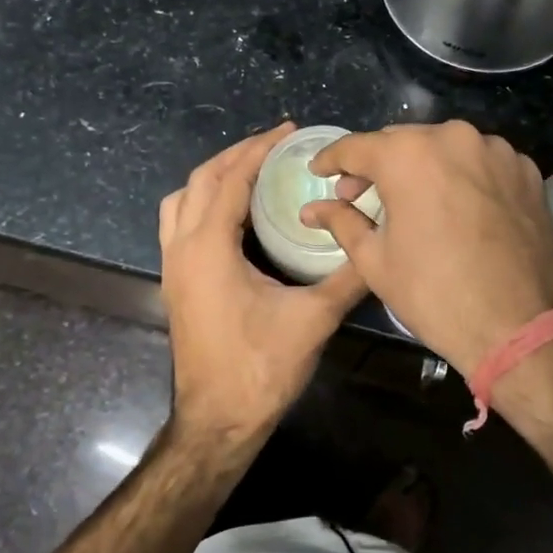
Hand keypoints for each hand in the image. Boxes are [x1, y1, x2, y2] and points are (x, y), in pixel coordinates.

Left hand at [159, 124, 367, 442]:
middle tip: (275, 145)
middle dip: (236, 155)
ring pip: (181, 200)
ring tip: (252, 171)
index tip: (288, 131)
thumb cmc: (260, 368)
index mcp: (208, 247)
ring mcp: (172, 266)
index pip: (230, 178)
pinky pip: (179, 223)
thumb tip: (380, 246)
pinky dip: (203, 202)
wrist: (217, 422)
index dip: (259, 149)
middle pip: (200, 180)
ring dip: (214, 177)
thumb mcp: (313, 319)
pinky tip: (235, 215)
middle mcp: (181, 248)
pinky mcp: (175, 283)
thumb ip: (348, 278)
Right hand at [302, 121, 552, 373]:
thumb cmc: (434, 294)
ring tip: (411, 201)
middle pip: (401, 142)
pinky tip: (455, 206)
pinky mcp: (526, 170)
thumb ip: (342, 222)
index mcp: (408, 154)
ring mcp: (496, 150)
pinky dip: (461, 175)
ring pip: (444, 148)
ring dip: (421, 167)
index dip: (331, 160)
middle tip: (360, 194)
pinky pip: (480, 162)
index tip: (319, 171)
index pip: (356, 147)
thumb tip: (312, 209)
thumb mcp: (375, 260)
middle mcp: (453, 137)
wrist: (521, 326)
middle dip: (377, 164)